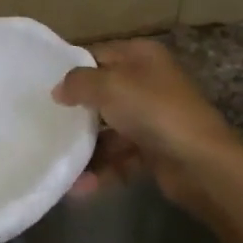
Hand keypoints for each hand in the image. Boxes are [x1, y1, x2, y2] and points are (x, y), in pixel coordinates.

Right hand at [53, 39, 242, 242]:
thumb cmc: (154, 111)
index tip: (42, 88)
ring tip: (60, 166)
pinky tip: (80, 188)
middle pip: (102, 94)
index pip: (98, 55)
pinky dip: (102, 170)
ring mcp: (153, 118)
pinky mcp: (154, 150)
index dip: (71, 70)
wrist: (201, 163)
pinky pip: (120, 157)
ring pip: (109, 130)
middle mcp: (148, 83)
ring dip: (86, 150)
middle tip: (43, 124)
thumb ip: (78, 82)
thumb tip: (59, 90)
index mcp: (141, 57)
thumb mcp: (109, 86)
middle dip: (75, 112)